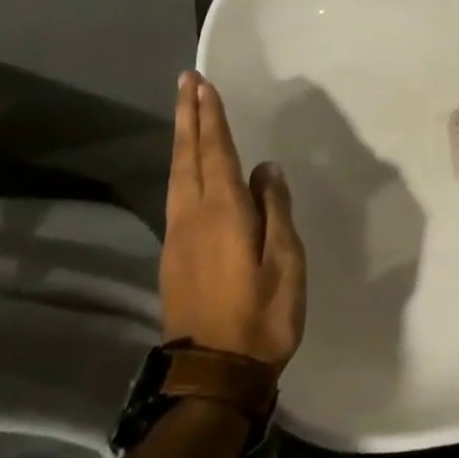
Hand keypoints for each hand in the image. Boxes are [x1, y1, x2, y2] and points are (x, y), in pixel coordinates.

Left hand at [161, 72, 306, 374]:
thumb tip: (265, 168)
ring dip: (182, 139)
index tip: (203, 84)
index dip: (210, 116)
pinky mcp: (173, 256)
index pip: (215, 151)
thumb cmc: (261, 315)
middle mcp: (193, 216)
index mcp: (223, 212)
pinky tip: (189, 167)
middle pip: (188, 156)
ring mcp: (178, 237)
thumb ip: (276, 209)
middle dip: (188, 117)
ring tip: (186, 113)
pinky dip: (182, 167)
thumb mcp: (286, 261)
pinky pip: (176, 195)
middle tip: (186, 83)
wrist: (213, 374)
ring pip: (176, 175)